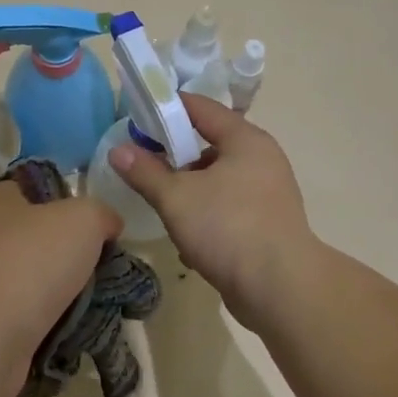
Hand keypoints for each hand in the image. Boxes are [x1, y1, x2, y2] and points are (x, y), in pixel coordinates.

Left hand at [0, 179, 120, 396]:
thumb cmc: (30, 261)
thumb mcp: (83, 219)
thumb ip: (101, 214)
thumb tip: (108, 225)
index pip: (35, 189)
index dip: (69, 203)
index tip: (98, 227)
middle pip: (37, 238)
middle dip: (71, 256)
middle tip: (104, 270)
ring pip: (34, 282)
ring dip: (63, 296)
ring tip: (98, 306)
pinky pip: (27, 319)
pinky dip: (49, 326)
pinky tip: (74, 333)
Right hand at [107, 95, 314, 328]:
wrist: (280, 289)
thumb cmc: (227, 228)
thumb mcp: (176, 198)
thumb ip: (145, 172)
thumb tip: (117, 150)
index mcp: (245, 140)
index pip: (202, 107)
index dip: (169, 107)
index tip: (138, 115)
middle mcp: (262, 159)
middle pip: (210, 145)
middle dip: (176, 156)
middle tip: (145, 166)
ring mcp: (268, 193)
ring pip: (218, 181)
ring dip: (190, 193)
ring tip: (165, 210)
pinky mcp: (268, 224)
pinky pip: (229, 209)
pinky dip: (208, 218)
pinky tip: (189, 243)